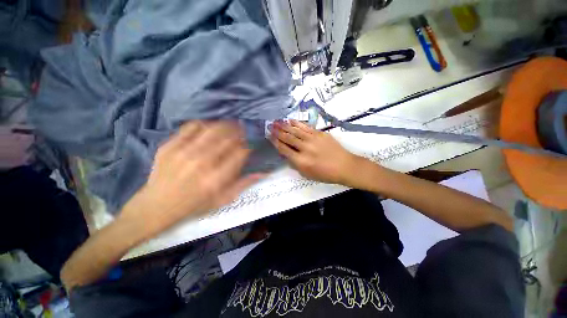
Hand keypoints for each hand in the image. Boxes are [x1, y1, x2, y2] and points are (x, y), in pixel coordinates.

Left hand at [119, 121, 261, 238]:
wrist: (155, 206)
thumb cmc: (193, 206)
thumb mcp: (222, 200)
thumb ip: (244, 184)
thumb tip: (263, 172)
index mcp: (216, 179)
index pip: (240, 153)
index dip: (247, 147)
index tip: (248, 146)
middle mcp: (202, 163)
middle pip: (227, 138)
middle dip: (239, 132)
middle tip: (243, 131)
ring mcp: (183, 152)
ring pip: (211, 129)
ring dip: (225, 125)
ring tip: (231, 125)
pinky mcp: (169, 146)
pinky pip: (191, 127)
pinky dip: (204, 124)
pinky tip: (209, 127)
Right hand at [270, 120, 364, 185]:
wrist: (344, 166)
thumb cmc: (325, 174)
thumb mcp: (307, 174)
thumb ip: (295, 164)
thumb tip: (286, 154)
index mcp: (301, 161)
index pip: (284, 149)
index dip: (275, 142)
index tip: (269, 136)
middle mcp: (305, 148)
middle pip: (288, 138)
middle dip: (277, 131)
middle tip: (270, 126)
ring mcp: (313, 139)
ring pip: (295, 130)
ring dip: (285, 125)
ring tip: (276, 121)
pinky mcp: (320, 133)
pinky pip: (306, 127)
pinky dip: (297, 123)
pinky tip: (291, 120)